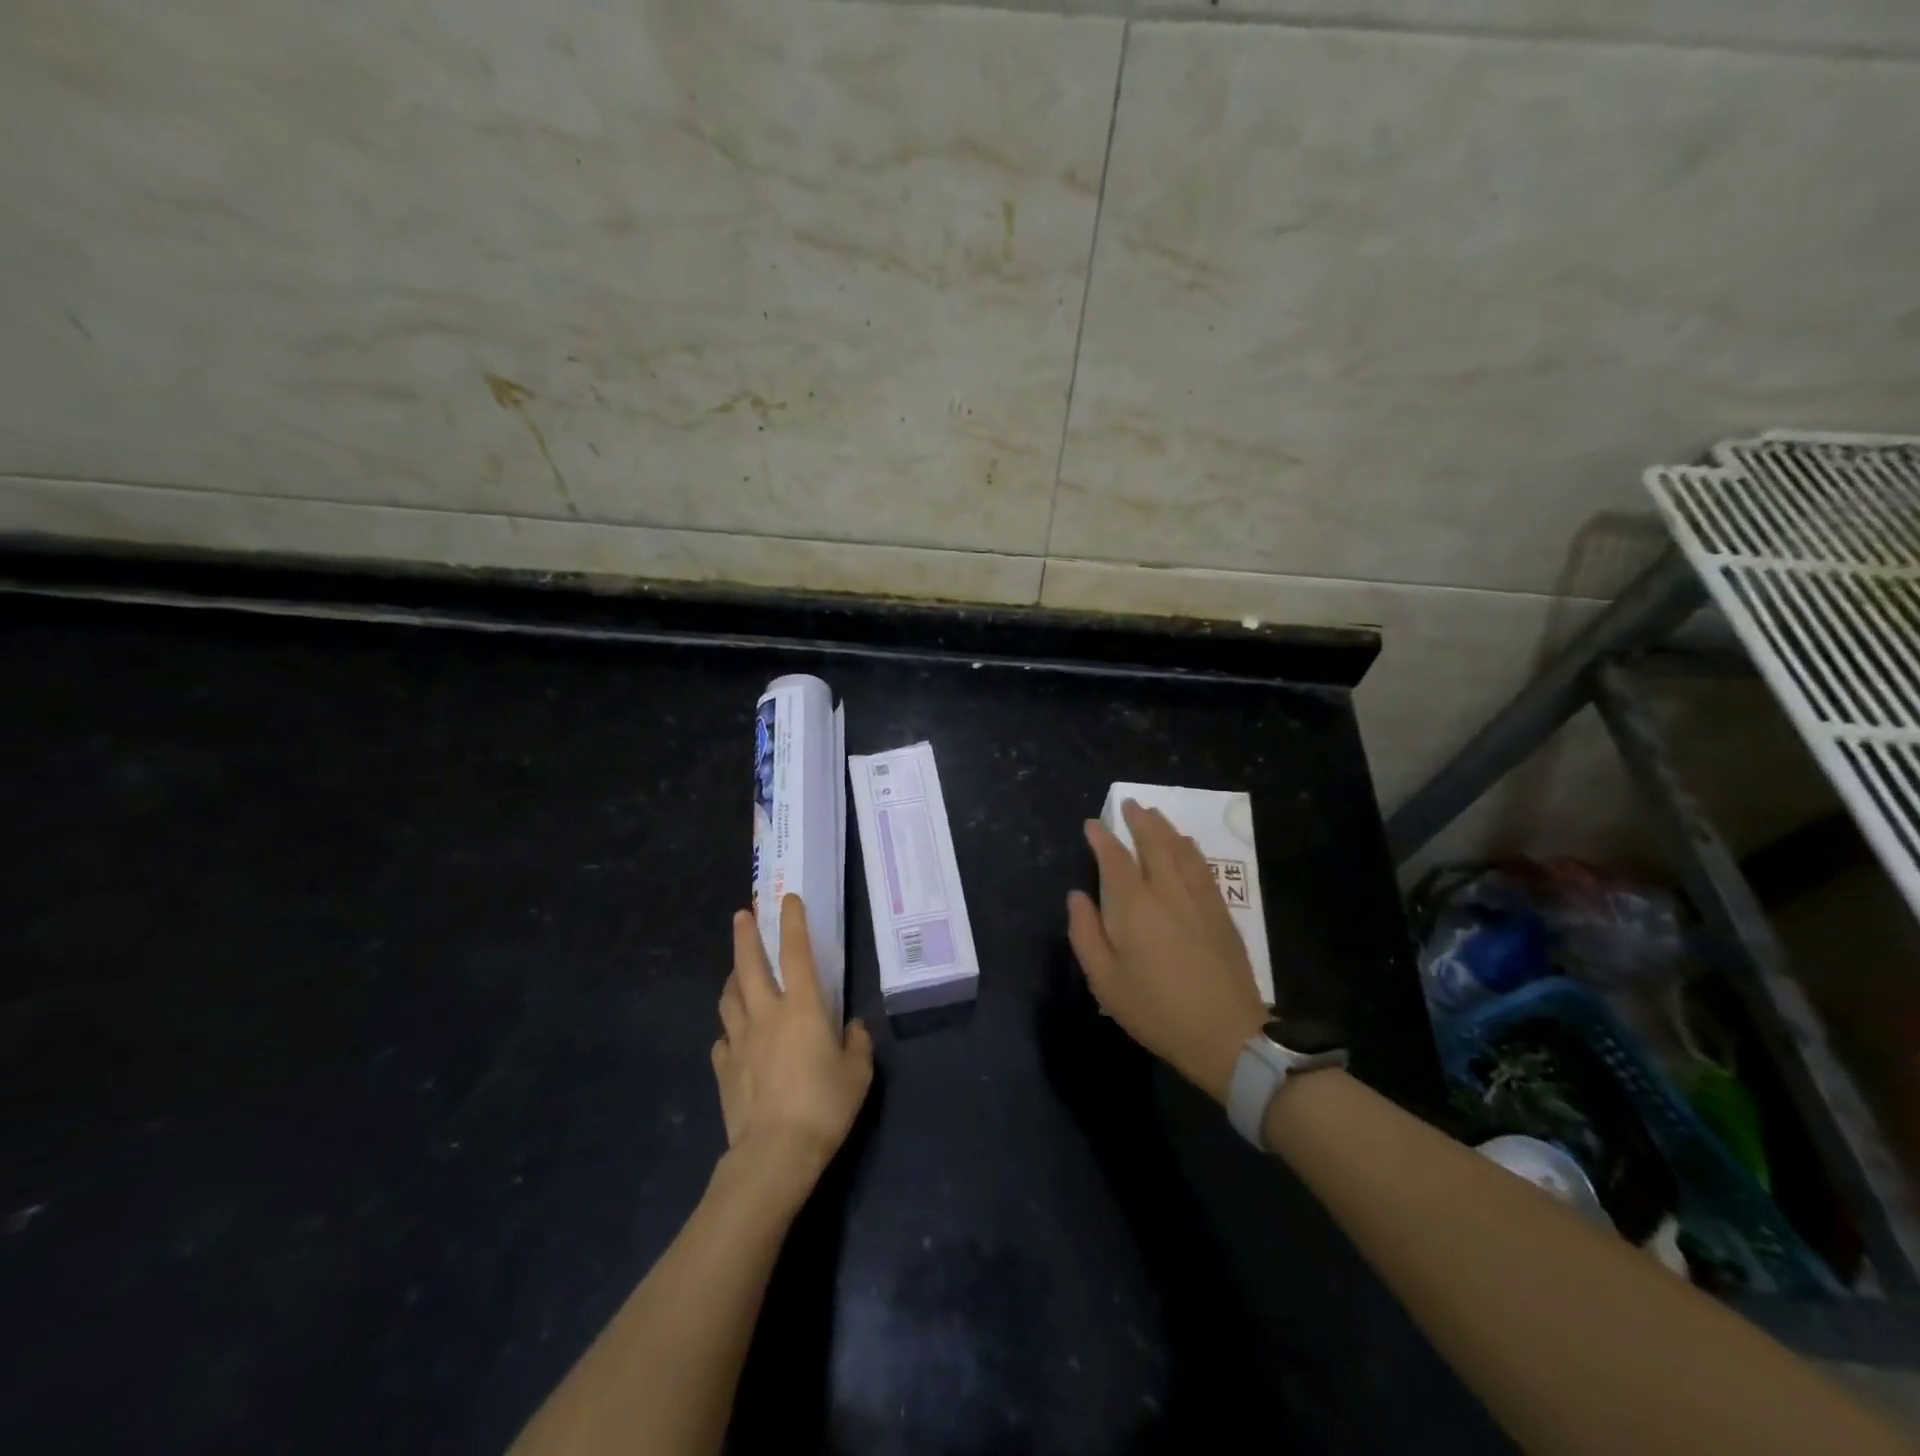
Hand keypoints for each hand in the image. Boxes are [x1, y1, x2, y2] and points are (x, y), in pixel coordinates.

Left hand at [714, 894, 873, 1193]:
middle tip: (742, 914)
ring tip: (736, 970)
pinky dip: (730, 1028)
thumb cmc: (824, 1105)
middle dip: (745, 936)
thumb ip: (857, 1044)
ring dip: (733, 977)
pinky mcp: (724, 1068)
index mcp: (802, 1007)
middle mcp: (767, 1013)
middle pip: (749, 965)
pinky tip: (734, 1035)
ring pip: (729, 997)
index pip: (797, 952)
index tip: (788, 898)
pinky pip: (723, 1038)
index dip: (793, 922)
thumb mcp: (858, 1073)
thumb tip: (853, 1027)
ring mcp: (740, 1040)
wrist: (774, 1153)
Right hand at [1066, 800, 1269, 1104]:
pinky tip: (1188, 846)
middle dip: (1139, 820)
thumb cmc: (1156, 1009)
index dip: (1102, 837)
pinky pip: (1203, 867)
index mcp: (1134, 905)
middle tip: (1130, 804)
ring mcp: (1199, 898)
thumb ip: (1086, 933)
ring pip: (1181, 850)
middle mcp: (1167, 890)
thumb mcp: (1105, 980)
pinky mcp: (1221, 912)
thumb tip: (1077, 896)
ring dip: (1166, 828)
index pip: (1115, 858)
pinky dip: (1190, 849)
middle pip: (1154, 843)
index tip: (1092, 823)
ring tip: (1155, 815)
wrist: (1226, 1034)